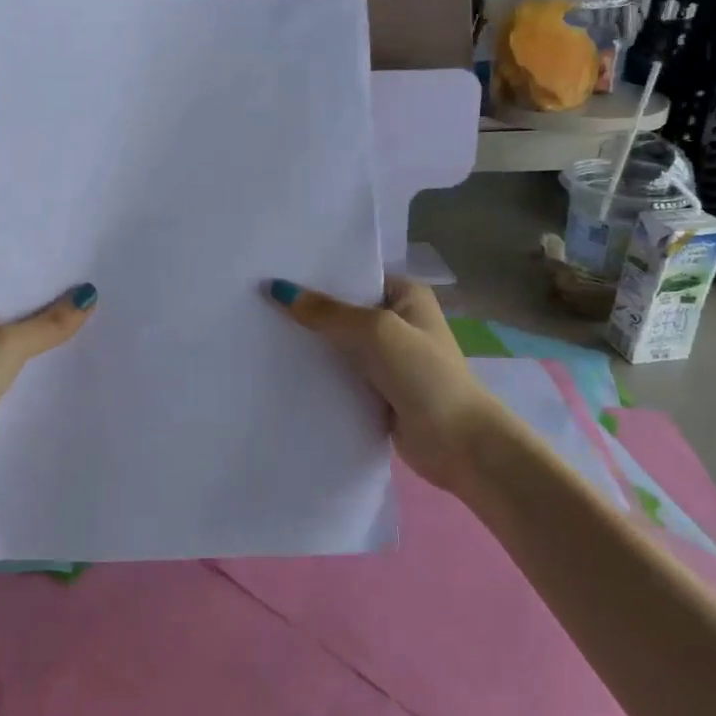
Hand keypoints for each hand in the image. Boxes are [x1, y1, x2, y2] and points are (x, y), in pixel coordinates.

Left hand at [0, 286, 97, 502]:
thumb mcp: (7, 345)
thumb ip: (49, 323)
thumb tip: (90, 294)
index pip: (28, 288)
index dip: (62, 283)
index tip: (104, 277)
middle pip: (36, 320)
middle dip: (70, 317)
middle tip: (121, 307)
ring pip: (37, 353)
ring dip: (64, 349)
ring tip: (115, 338)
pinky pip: (34, 383)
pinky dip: (55, 379)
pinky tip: (88, 376)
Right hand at [268, 276, 509, 487]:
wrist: (459, 444)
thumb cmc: (425, 375)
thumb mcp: (375, 332)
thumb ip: (327, 312)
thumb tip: (277, 289)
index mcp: (405, 295)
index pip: (353, 275)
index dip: (316, 274)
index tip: (273, 271)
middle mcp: (396, 321)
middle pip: (341, 310)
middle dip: (306, 309)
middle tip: (256, 301)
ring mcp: (385, 359)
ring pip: (337, 344)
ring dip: (308, 344)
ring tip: (258, 331)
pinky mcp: (375, 391)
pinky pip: (338, 375)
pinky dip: (316, 373)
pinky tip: (279, 368)